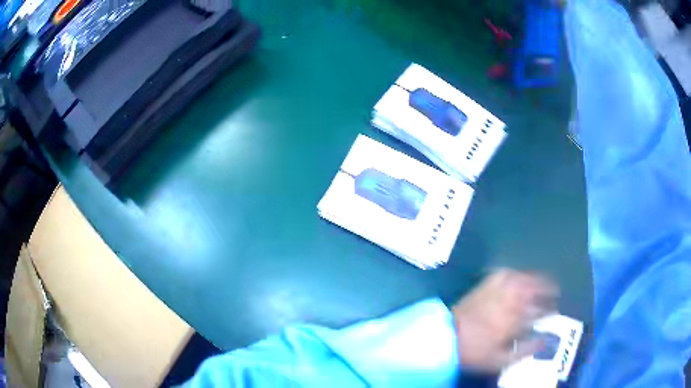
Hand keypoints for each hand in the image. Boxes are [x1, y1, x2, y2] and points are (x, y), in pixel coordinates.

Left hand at [452, 268, 558, 372]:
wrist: (447, 337)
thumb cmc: (475, 351)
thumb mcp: (501, 360)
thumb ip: (526, 350)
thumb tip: (545, 340)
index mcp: (517, 319)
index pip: (541, 311)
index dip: (551, 309)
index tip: (556, 310)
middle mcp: (511, 301)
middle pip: (536, 291)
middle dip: (549, 292)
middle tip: (556, 293)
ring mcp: (499, 290)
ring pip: (525, 279)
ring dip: (538, 280)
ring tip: (546, 282)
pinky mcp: (487, 284)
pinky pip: (507, 273)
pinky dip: (518, 273)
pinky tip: (521, 276)